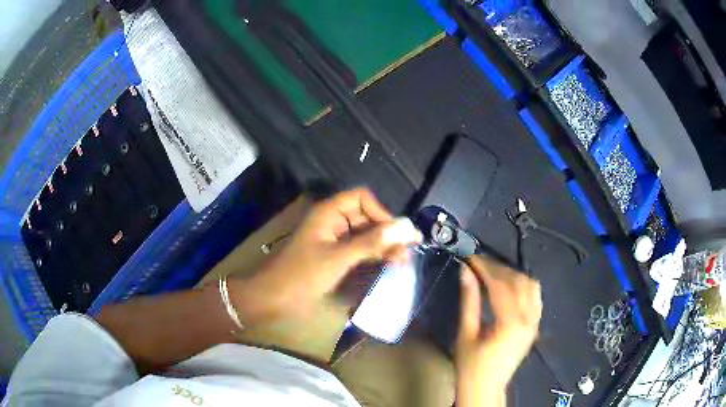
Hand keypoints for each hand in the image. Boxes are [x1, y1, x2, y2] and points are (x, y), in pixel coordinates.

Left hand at [237, 188, 421, 320]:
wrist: (272, 297)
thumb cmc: (302, 275)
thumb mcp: (338, 258)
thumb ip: (372, 243)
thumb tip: (406, 228)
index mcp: (329, 212)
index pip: (362, 198)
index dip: (381, 212)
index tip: (397, 234)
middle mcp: (332, 221)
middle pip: (366, 217)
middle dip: (386, 232)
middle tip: (408, 252)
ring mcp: (333, 239)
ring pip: (364, 234)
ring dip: (382, 245)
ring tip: (403, 261)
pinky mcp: (333, 255)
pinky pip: (358, 249)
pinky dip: (372, 255)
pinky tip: (387, 264)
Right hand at [455, 255, 541, 406]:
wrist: (486, 387)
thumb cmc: (471, 365)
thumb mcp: (465, 333)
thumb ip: (469, 301)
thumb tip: (466, 271)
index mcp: (510, 323)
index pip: (501, 285)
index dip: (486, 268)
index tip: (471, 258)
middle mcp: (529, 318)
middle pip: (518, 281)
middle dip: (498, 268)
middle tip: (478, 263)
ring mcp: (535, 322)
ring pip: (530, 286)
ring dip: (512, 275)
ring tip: (492, 273)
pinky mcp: (535, 325)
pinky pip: (535, 296)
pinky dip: (523, 285)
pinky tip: (510, 285)